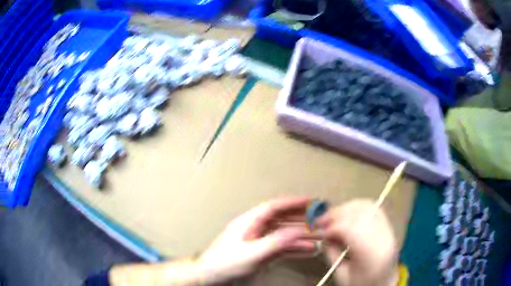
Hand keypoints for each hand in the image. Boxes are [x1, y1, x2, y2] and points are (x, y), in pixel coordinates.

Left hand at [196, 197, 316, 283]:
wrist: (210, 277)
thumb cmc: (223, 264)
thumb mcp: (251, 253)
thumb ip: (275, 242)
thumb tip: (297, 232)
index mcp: (249, 223)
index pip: (274, 207)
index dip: (293, 203)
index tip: (311, 202)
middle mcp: (254, 229)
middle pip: (282, 219)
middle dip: (302, 218)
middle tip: (320, 218)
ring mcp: (258, 241)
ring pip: (284, 233)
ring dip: (301, 234)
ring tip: (319, 236)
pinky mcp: (260, 252)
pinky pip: (282, 246)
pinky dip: (295, 247)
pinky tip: (307, 249)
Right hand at [316, 200, 398, 285]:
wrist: (385, 283)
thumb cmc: (362, 283)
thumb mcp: (342, 275)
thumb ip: (332, 254)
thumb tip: (323, 237)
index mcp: (371, 255)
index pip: (351, 230)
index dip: (332, 228)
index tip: (320, 233)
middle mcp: (383, 237)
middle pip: (359, 214)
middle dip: (337, 213)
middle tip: (321, 220)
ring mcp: (388, 229)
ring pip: (367, 207)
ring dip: (347, 208)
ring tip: (333, 215)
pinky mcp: (388, 226)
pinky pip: (374, 208)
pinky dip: (358, 207)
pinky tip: (348, 212)